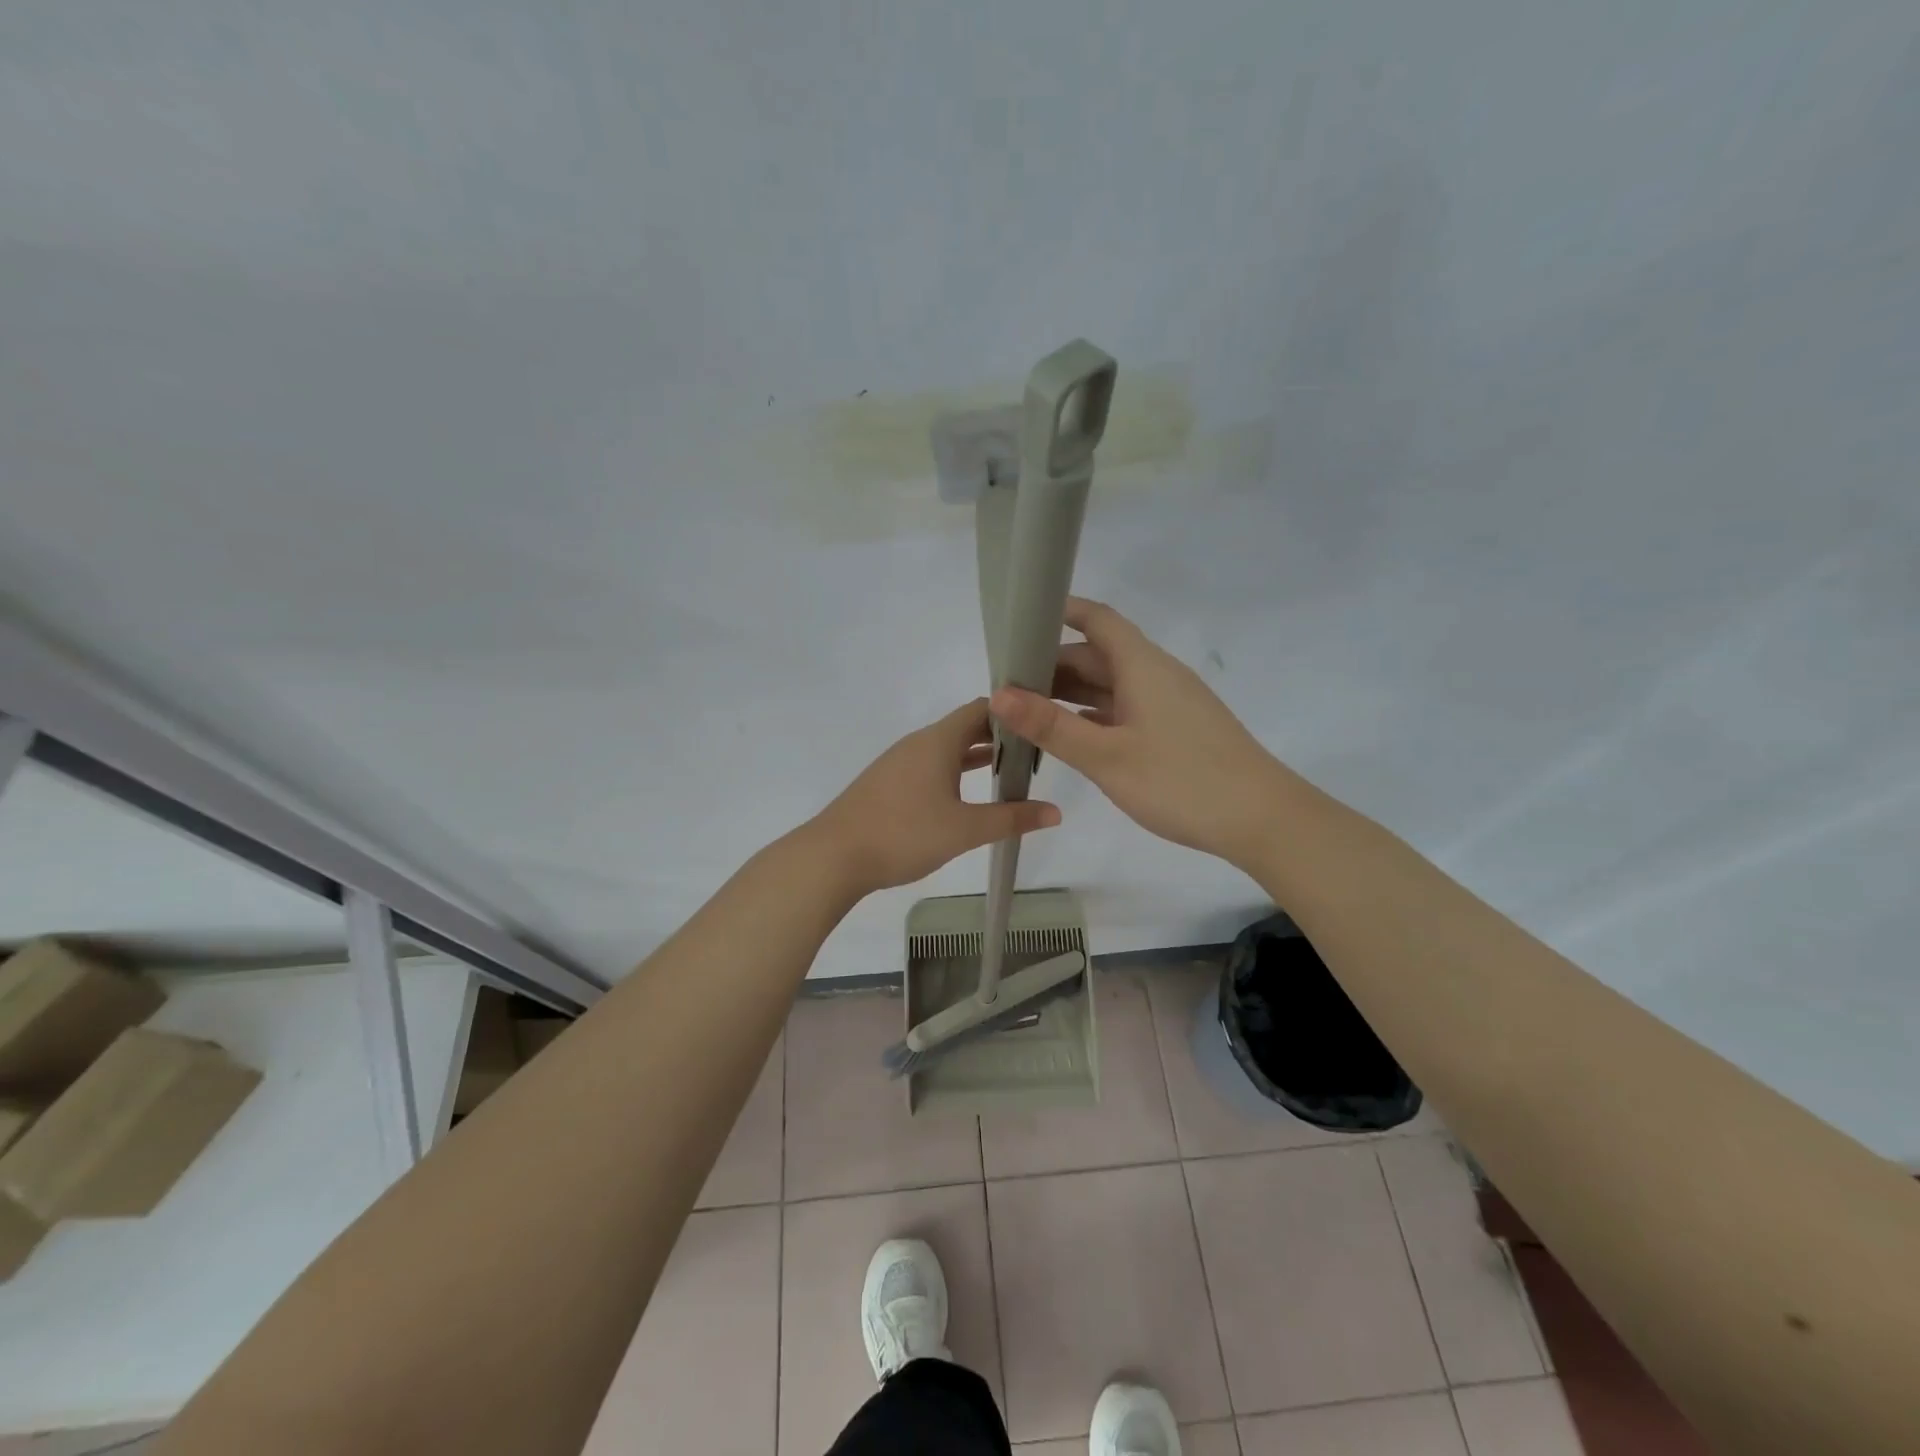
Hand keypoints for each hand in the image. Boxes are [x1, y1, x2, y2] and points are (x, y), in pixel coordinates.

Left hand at [812, 699, 1061, 894]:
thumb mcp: (965, 830)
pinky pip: (930, 765)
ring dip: (976, 756)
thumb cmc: (903, 834)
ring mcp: (899, 762)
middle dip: (1000, 737)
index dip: (1013, 712)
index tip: (1041, 724)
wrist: (833, 856)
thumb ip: (1011, 818)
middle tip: (1035, 754)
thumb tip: (1056, 812)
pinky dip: (954, 771)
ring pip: (946, 748)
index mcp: (938, 741)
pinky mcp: (887, 782)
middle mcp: (918, 743)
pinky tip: (966, 795)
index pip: (982, 708)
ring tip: (1009, 773)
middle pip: (965, 726)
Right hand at [989, 597, 1289, 868]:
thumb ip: (1051, 725)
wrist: (1262, 820)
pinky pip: (1124, 709)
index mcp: (1142, 666)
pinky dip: (1093, 714)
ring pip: (1110, 684)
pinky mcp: (1175, 730)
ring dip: (1070, 692)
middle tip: (1006, 683)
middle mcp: (1155, 675)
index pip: (1097, 619)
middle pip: (1098, 654)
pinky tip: (1069, 735)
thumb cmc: (1181, 781)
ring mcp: (1168, 703)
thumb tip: (998, 694)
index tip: (1020, 619)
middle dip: (1052, 663)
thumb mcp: (1107, 756)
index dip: (1060, 611)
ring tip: (1025, 709)